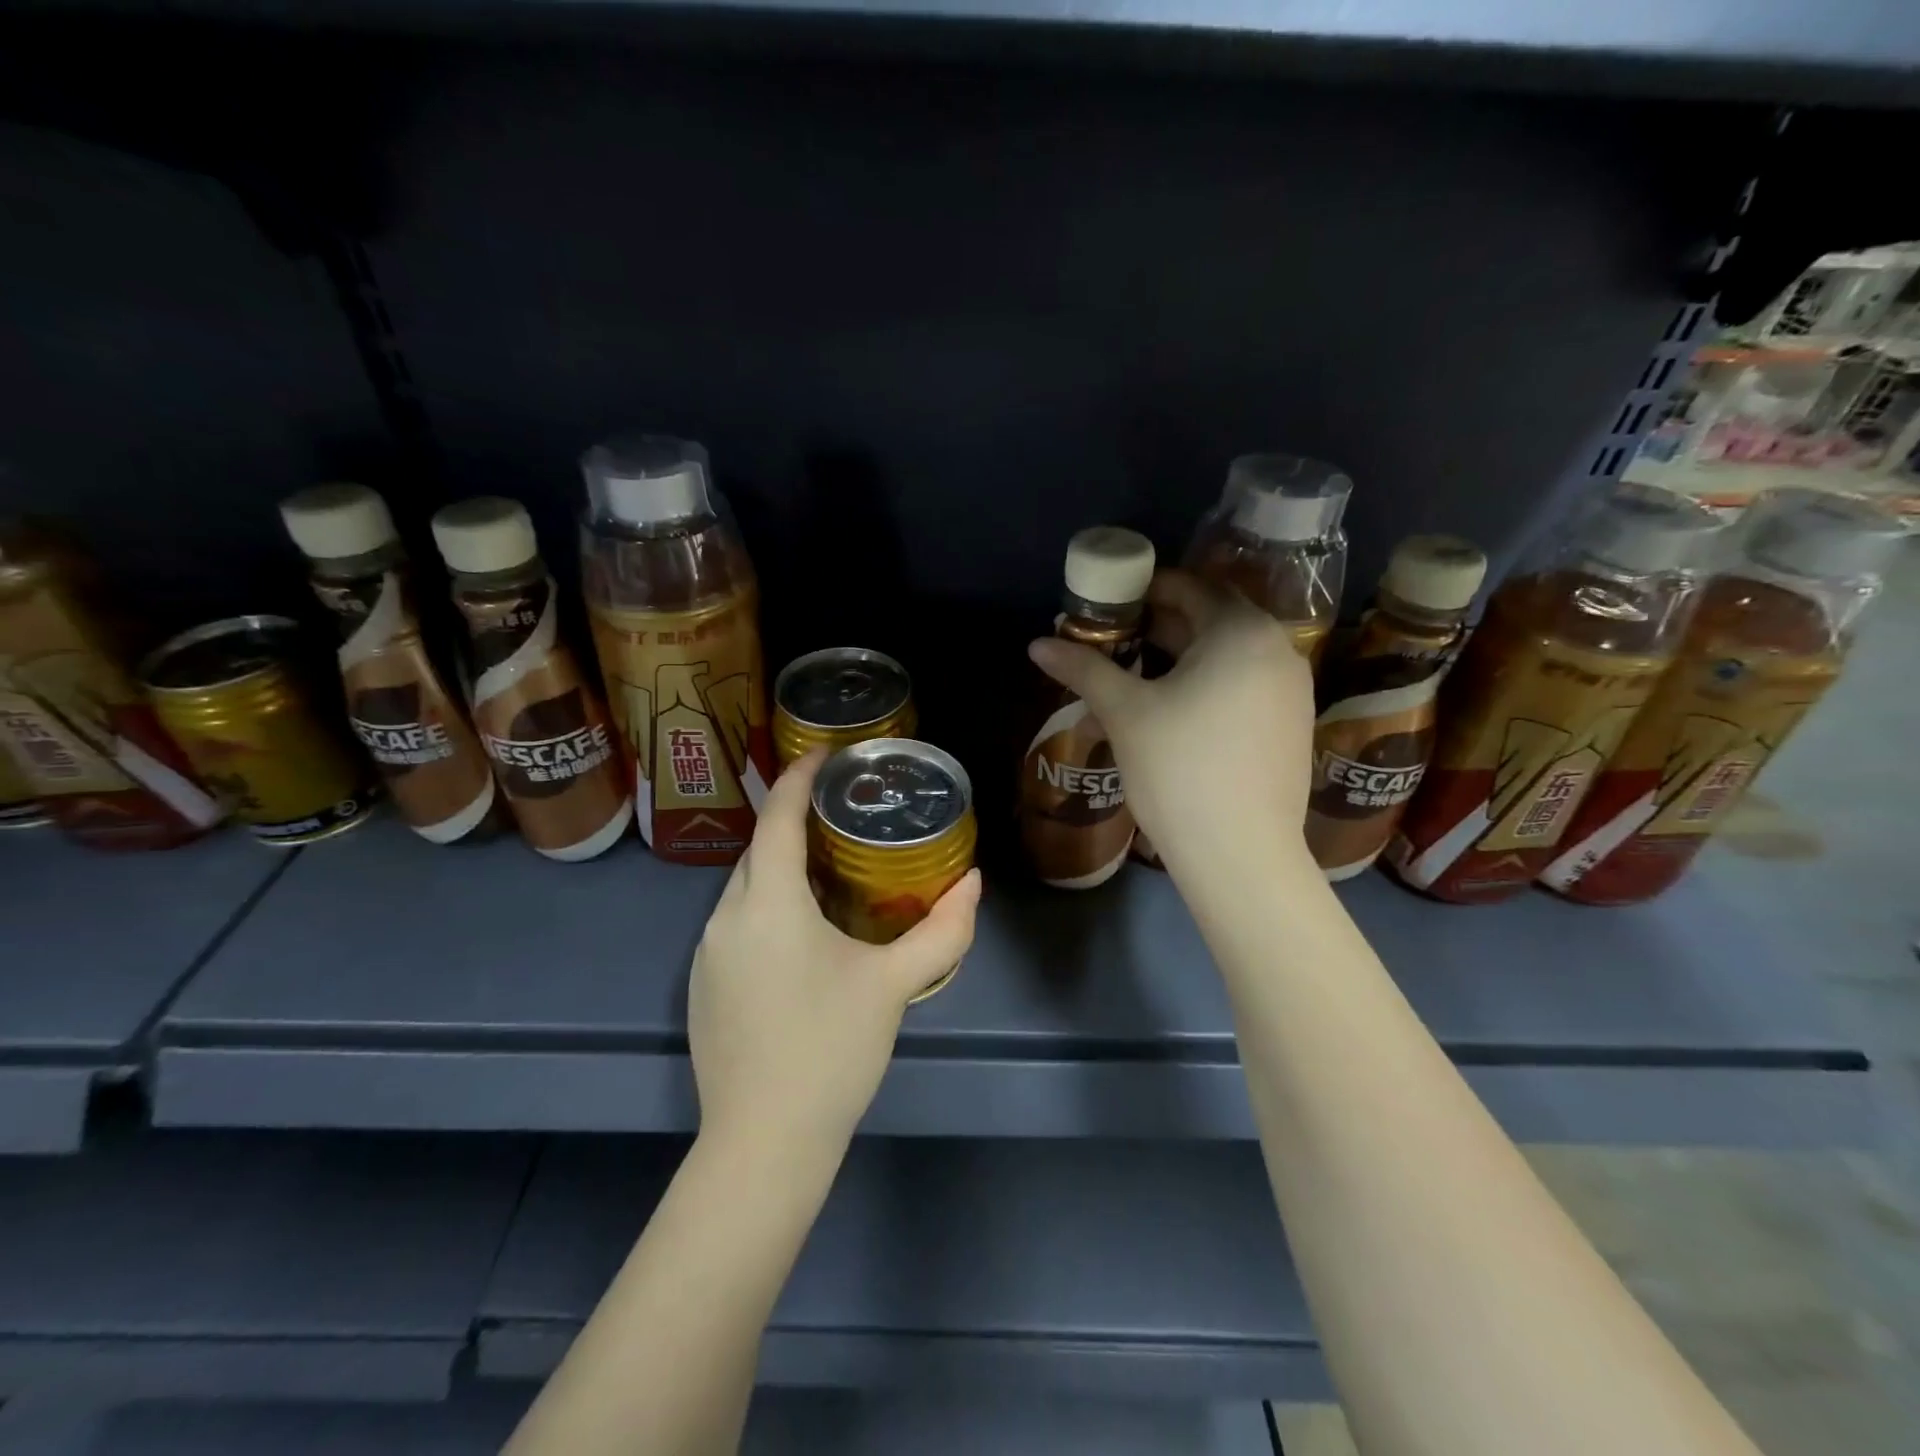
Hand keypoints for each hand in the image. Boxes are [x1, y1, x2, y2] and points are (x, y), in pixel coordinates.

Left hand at [687, 749, 982, 1157]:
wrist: (762, 1146)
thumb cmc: (830, 1050)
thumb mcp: (894, 984)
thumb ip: (943, 931)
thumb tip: (974, 883)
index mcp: (768, 904)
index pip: (779, 818)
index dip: (799, 778)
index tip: (825, 754)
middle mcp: (726, 918)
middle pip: (758, 850)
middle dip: (794, 823)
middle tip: (841, 815)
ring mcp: (706, 955)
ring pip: (744, 890)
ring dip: (780, 870)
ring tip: (827, 871)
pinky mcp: (701, 988)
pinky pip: (735, 926)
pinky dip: (766, 909)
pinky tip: (799, 937)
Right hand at [1028, 569, 1315, 872]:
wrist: (1240, 854)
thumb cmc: (1179, 770)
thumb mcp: (1125, 713)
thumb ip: (1083, 669)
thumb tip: (1037, 644)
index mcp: (1241, 632)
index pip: (1189, 587)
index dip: (1143, 589)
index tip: (1107, 603)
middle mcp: (1278, 649)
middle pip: (1210, 619)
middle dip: (1159, 624)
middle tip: (1112, 638)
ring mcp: (1292, 689)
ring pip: (1227, 656)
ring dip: (1181, 656)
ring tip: (1134, 673)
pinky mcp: (1292, 724)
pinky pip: (1244, 684)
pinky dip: (1207, 684)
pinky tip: (1172, 709)